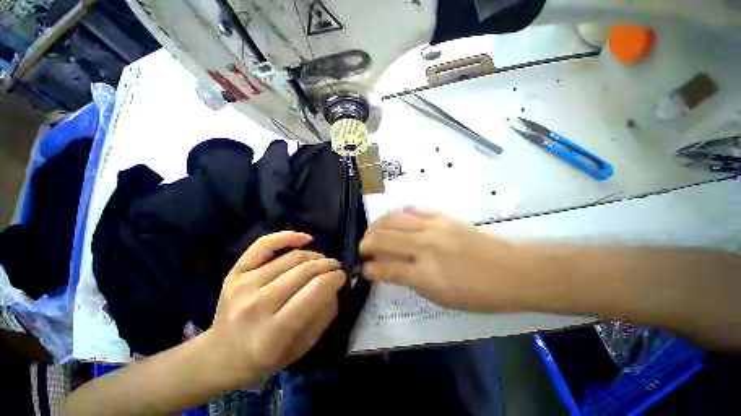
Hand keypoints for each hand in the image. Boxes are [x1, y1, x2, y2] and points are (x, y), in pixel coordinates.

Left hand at [205, 232, 344, 384]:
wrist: (221, 356)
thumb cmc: (265, 359)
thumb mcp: (302, 347)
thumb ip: (324, 315)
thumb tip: (336, 285)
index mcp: (272, 332)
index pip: (313, 291)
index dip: (334, 278)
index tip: (343, 276)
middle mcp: (256, 305)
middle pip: (303, 271)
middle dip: (327, 265)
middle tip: (336, 267)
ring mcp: (243, 285)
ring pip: (291, 258)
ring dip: (314, 255)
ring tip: (322, 261)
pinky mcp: (235, 272)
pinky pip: (264, 244)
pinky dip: (288, 236)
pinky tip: (305, 239)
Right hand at [360, 208, 531, 311]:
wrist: (512, 270)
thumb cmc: (478, 293)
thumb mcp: (441, 298)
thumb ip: (411, 280)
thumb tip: (389, 270)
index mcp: (425, 273)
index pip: (386, 268)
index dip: (369, 268)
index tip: (362, 268)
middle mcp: (424, 246)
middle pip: (384, 238)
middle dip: (366, 242)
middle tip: (362, 247)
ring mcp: (433, 227)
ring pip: (394, 219)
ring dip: (378, 225)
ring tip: (373, 231)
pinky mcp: (442, 216)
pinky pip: (414, 210)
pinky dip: (400, 214)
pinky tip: (394, 218)